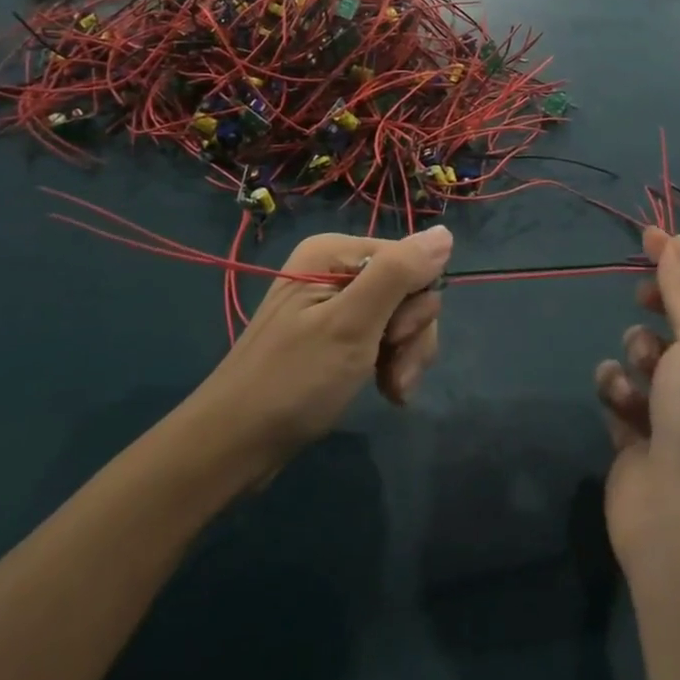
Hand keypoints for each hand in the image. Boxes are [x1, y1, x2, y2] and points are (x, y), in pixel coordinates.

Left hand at [188, 228, 450, 476]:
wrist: (234, 445)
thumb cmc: (294, 380)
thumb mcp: (352, 324)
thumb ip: (399, 274)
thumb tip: (445, 233)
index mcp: (333, 252)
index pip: (409, 259)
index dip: (414, 303)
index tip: (394, 340)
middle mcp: (334, 269)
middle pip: (407, 289)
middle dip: (410, 335)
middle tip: (392, 372)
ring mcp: (333, 304)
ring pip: (400, 317)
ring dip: (404, 356)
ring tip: (391, 390)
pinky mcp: (333, 336)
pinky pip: (381, 338)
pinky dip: (390, 365)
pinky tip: (386, 391)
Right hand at [596, 229, 679, 574]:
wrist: (678, 527)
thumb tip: (676, 237)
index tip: (649, 236)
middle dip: (658, 316)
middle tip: (642, 302)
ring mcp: (679, 417)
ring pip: (646, 357)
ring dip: (637, 358)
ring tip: (641, 378)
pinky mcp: (641, 436)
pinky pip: (623, 390)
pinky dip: (618, 392)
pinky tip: (620, 406)